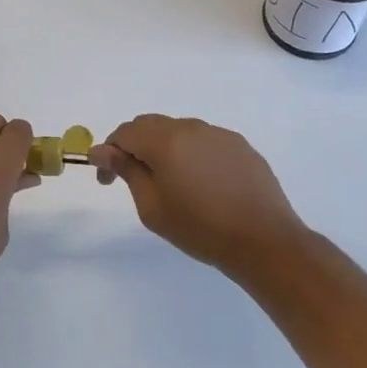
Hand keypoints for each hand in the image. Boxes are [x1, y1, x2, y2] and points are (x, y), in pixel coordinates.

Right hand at [89, 116, 308, 279]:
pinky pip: (205, 142)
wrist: (264, 241)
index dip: (109, 152)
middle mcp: (191, 127)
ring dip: (165, 150)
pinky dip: (192, 155)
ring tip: (171, 184)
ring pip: (179, 132)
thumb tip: (101, 150)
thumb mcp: (152, 207)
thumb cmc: (200, 228)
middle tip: (132, 179)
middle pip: (151, 126)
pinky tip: (201, 184)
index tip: (107, 180)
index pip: (125, 132)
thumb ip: (126, 171)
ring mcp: (219, 134)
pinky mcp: (240, 145)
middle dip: (135, 147)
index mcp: (166, 140)